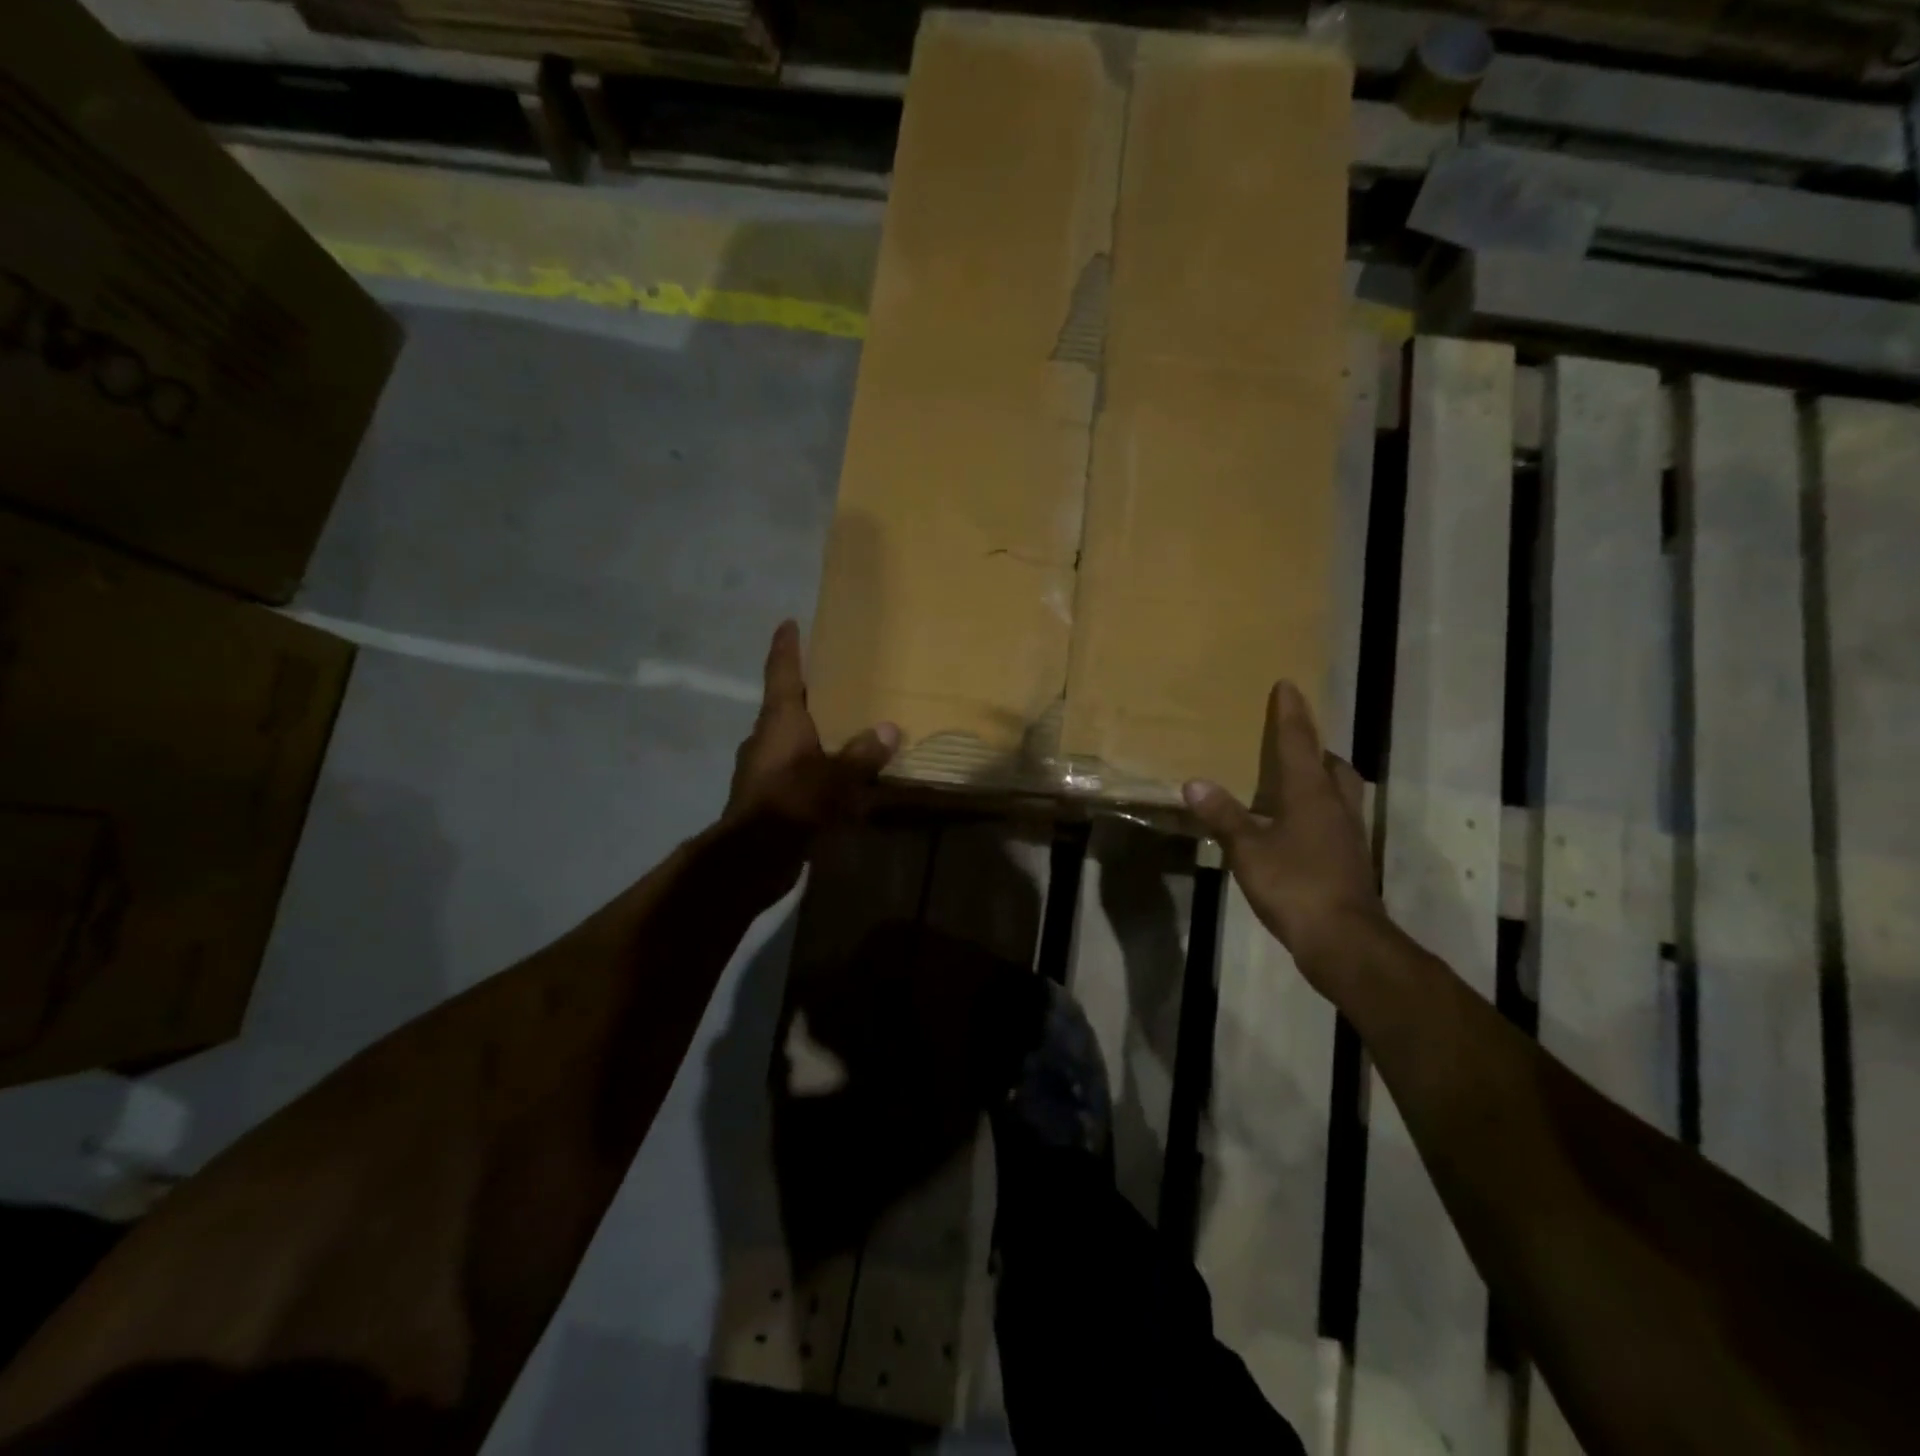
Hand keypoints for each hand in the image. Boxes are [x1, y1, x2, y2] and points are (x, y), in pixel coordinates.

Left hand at [726, 619, 898, 836]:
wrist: (752, 857)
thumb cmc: (791, 802)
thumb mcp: (835, 776)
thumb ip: (863, 753)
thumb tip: (890, 729)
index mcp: (778, 721)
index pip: (781, 672)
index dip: (786, 647)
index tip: (788, 622)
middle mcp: (766, 738)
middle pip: (786, 705)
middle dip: (808, 692)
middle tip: (836, 680)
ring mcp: (763, 769)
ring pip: (792, 740)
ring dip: (813, 733)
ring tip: (845, 729)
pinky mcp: (768, 796)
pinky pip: (796, 771)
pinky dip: (815, 767)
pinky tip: (838, 777)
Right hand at [1182, 681, 1384, 986]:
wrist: (1344, 940)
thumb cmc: (1295, 885)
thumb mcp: (1248, 850)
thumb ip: (1223, 816)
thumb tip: (1193, 783)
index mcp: (1311, 794)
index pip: (1299, 742)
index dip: (1291, 713)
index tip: (1288, 685)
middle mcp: (1336, 806)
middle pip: (1333, 765)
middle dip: (1315, 749)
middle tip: (1292, 745)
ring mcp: (1348, 835)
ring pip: (1340, 792)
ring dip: (1322, 779)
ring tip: (1293, 783)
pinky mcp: (1350, 860)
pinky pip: (1336, 819)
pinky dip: (1319, 811)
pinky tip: (1297, 829)